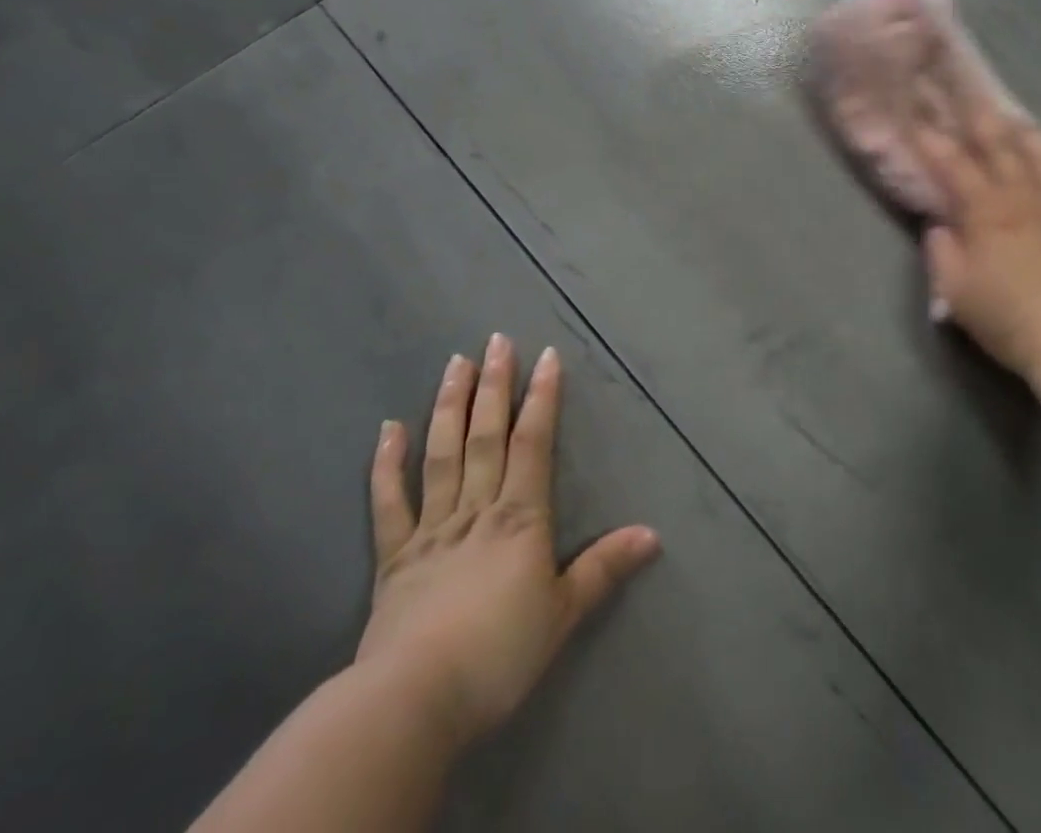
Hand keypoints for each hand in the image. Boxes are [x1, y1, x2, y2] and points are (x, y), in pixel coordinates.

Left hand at [358, 333, 660, 746]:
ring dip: (449, 406)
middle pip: (486, 436)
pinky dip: (386, 464)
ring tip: (454, 363)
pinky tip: (388, 427)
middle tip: (496, 340)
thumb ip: (604, 568)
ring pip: (442, 454)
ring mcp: (432, 528)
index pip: (534, 443)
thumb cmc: (500, 654)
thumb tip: (654, 534)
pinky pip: (389, 502)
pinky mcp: (394, 556)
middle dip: (494, 385)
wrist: (415, 701)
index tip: (546, 356)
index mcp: (520, 518)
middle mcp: (477, 509)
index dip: (541, 397)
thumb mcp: (564, 613)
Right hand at [915, 96, 1040, 382]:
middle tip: (964, 92)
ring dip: (1019, 128)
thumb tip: (940, 224)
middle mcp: (1023, 194)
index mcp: (986, 210)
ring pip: (1039, 150)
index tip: (916, 118)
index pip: (952, 163)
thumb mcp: (955, 290)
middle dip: (976, 115)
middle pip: (998, 143)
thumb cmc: (1007, 317)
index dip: (931, 138)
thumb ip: (941, 250)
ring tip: (1009, 114)